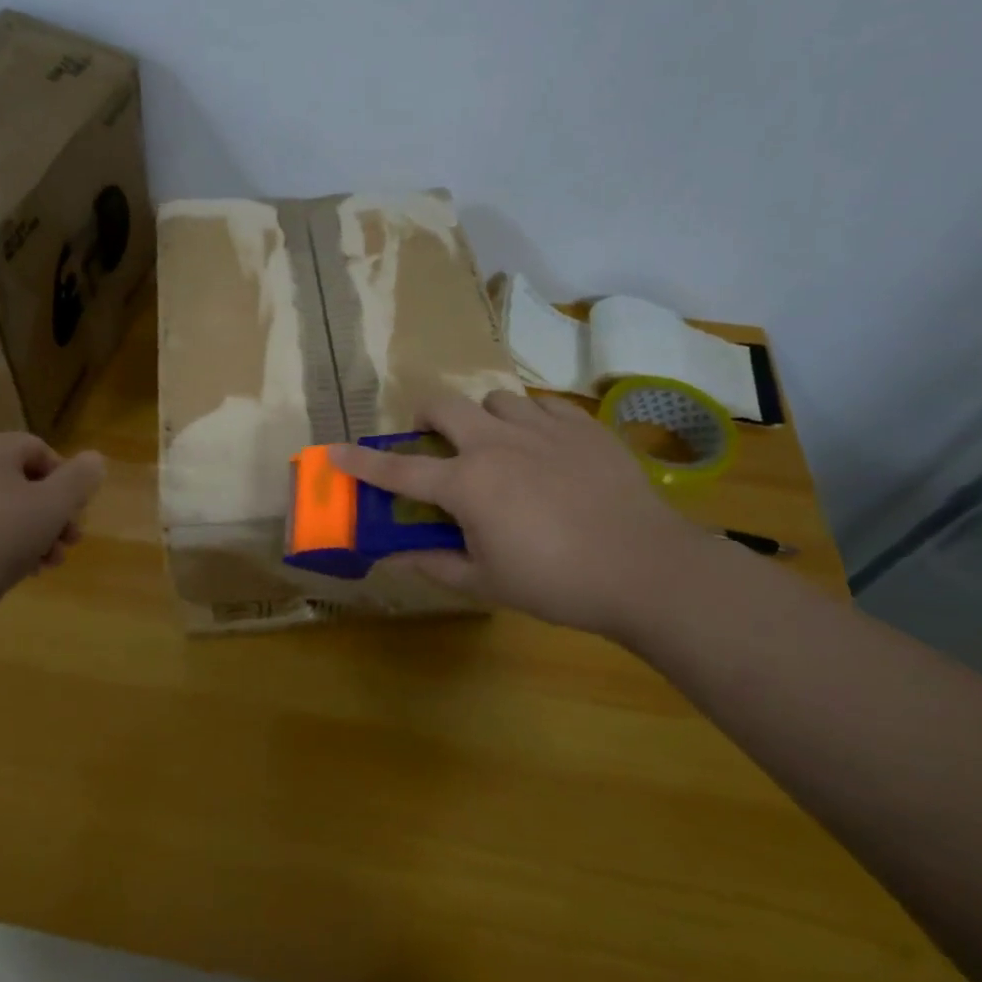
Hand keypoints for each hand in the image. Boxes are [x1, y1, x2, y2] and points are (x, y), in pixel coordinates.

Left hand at [0, 433, 105, 636]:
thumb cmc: (1, 535)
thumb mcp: (54, 504)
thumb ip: (80, 479)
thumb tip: (94, 459)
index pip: (39, 449)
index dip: (66, 478)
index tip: (79, 510)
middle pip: (24, 482)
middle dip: (55, 512)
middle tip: (73, 541)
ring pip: (7, 511)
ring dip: (38, 533)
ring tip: (52, 562)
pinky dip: (9, 547)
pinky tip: (26, 572)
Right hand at [330, 391, 705, 636]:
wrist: (647, 569)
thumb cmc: (557, 582)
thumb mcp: (486, 582)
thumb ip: (432, 563)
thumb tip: (390, 557)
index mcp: (467, 484)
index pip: (399, 470)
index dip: (361, 462)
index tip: (334, 452)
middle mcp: (496, 444)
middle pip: (444, 406)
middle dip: (427, 419)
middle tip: (435, 444)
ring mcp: (543, 429)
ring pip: (496, 399)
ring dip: (483, 419)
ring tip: (498, 448)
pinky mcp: (583, 427)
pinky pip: (544, 405)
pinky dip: (531, 420)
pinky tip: (544, 448)